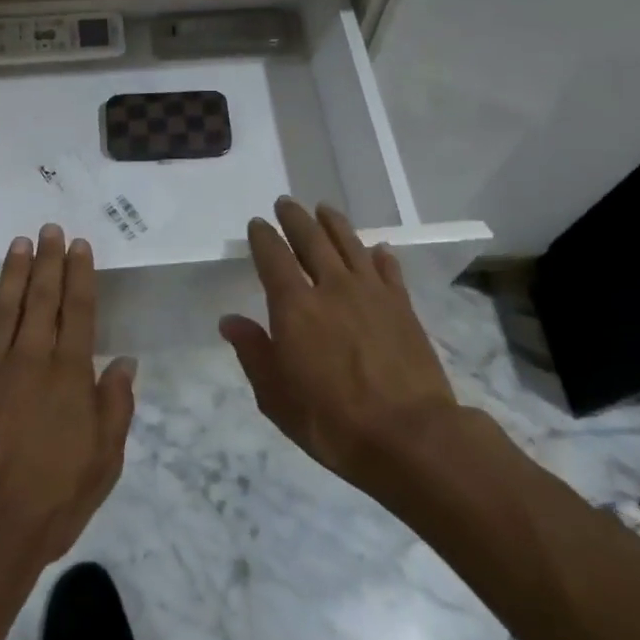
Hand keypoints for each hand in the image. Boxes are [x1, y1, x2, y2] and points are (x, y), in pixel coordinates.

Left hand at [0, 225, 136, 575]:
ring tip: (17, 244)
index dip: (79, 275)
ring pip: (2, 310)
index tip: (78, 245)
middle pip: (40, 299)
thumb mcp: (104, 461)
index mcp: (68, 374)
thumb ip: (115, 406)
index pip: (77, 311)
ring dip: (11, 274)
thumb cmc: (52, 500)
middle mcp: (30, 361)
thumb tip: (124, 362)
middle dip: (46, 261)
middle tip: (48, 229)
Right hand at [220, 197, 475, 496]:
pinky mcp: (402, 305)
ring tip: (324, 209)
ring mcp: (371, 292)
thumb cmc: (333, 422)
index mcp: (294, 306)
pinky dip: (380, 255)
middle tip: (286, 203)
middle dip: (295, 218)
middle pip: (311, 239)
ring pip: (350, 244)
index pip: (273, 257)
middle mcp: (331, 287)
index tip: (257, 224)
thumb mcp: (276, 397)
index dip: (263, 237)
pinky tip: (378, 249)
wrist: (410, 436)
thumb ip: (253, 352)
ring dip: (334, 223)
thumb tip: (230, 320)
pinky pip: (389, 269)